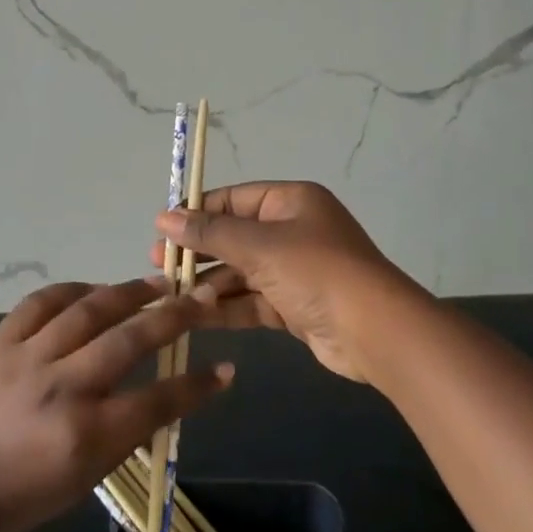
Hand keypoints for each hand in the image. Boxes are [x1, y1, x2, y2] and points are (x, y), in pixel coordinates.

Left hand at [0, 278, 232, 531]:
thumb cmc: (13, 502)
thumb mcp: (80, 484)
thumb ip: (121, 437)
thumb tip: (155, 400)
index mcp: (86, 436)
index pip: (159, 401)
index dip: (198, 386)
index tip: (225, 370)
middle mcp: (63, 388)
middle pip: (131, 340)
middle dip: (175, 316)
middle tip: (201, 298)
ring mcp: (28, 358)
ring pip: (90, 310)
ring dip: (130, 293)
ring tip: (158, 283)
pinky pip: (42, 302)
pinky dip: (73, 291)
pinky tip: (94, 290)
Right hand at [153, 181, 416, 384]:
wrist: (374, 331)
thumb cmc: (316, 271)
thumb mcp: (259, 246)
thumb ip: (210, 232)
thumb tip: (164, 216)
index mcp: (289, 202)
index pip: (231, 200)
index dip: (196, 213)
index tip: (161, 230)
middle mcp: (292, 230)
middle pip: (233, 236)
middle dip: (197, 252)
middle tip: (158, 266)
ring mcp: (294, 270)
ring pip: (240, 272)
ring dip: (208, 283)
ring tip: (170, 296)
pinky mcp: (294, 306)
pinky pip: (251, 300)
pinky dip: (226, 307)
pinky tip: (195, 315)